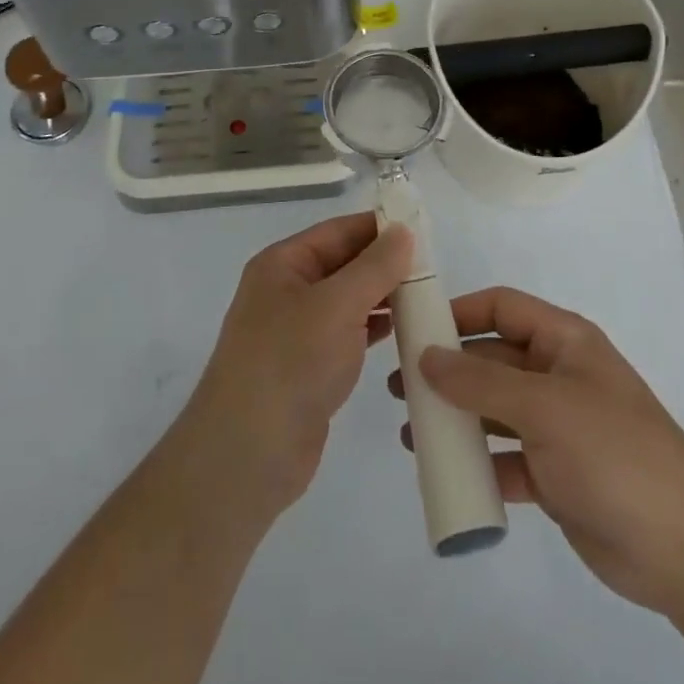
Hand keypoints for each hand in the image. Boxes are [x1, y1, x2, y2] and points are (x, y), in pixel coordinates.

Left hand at [175, 213, 410, 522]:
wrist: (247, 456)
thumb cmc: (289, 364)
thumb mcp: (336, 306)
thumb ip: (374, 267)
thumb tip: (403, 231)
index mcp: (283, 264)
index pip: (338, 231)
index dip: (379, 227)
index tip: (424, 229)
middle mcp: (288, 290)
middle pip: (345, 263)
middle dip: (386, 263)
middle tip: (435, 267)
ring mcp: (298, 331)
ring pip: (350, 300)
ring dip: (385, 296)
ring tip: (429, 296)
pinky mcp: (311, 367)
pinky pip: (350, 334)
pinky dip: (376, 328)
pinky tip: (407, 330)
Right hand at [389, 287, 683, 616]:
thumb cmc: (613, 452)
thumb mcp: (543, 406)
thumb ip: (480, 382)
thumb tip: (427, 356)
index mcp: (565, 341)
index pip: (503, 308)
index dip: (460, 312)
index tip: (416, 328)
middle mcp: (559, 376)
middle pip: (493, 360)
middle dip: (448, 371)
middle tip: (400, 386)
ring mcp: (558, 427)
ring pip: (495, 410)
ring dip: (456, 418)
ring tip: (411, 431)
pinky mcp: (556, 475)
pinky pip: (506, 458)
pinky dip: (477, 463)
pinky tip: (445, 473)